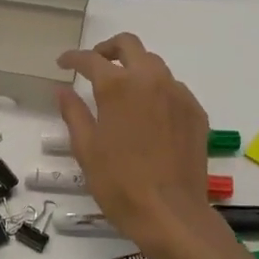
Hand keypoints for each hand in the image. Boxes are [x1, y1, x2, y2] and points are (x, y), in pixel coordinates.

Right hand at [56, 34, 214, 252]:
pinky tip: (149, 113)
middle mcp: (150, 80)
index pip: (90, 59)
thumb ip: (74, 113)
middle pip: (129, 45)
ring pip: (154, 64)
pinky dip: (156, 90)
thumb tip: (63, 90)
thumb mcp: (86, 149)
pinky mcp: (195, 111)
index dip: (73, 58)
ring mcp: (177, 94)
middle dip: (108, 49)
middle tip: (95, 65)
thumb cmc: (120, 184)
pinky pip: (173, 88)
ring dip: (134, 68)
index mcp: (117, 87)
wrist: (171, 214)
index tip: (63, 63)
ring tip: (123, 90)